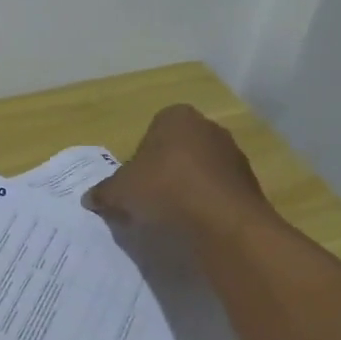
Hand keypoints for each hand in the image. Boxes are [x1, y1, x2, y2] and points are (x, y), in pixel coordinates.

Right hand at [82, 104, 274, 236]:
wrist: (223, 221)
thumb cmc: (164, 189)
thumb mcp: (119, 191)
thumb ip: (103, 192)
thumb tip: (90, 198)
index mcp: (176, 117)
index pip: (152, 131)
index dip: (141, 157)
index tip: (135, 182)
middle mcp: (208, 128)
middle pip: (178, 149)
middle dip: (165, 170)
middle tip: (150, 198)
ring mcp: (233, 154)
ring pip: (200, 170)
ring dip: (187, 187)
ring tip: (173, 215)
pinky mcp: (250, 183)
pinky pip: (218, 190)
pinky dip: (207, 203)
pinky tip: (196, 222)